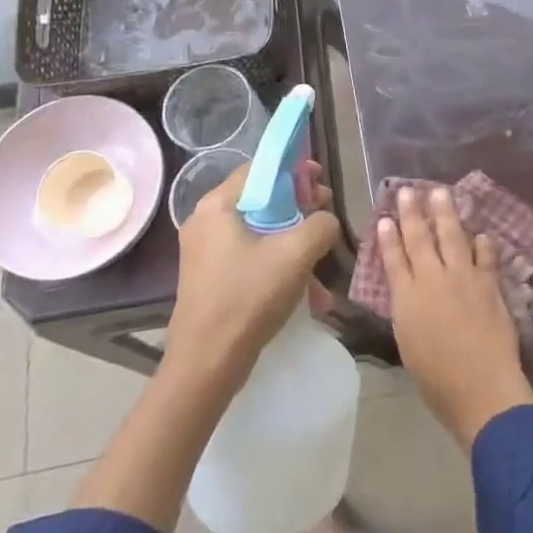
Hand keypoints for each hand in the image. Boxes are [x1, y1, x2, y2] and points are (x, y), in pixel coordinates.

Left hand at [168, 160, 340, 389]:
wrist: (207, 364)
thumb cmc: (248, 297)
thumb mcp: (296, 254)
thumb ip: (320, 224)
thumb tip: (325, 221)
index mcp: (217, 205)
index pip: (260, 169)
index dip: (295, 171)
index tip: (321, 184)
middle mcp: (206, 221)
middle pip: (262, 200)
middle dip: (299, 210)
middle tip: (326, 220)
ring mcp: (206, 251)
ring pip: (260, 232)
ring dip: (294, 244)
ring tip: (322, 265)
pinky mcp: (211, 277)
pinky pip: (252, 257)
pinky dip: (278, 266)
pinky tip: (306, 294)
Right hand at [378, 186, 532, 448]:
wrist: (481, 388)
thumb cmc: (437, 379)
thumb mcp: (408, 343)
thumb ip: (408, 311)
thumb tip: (409, 292)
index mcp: (407, 298)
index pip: (394, 259)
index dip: (389, 237)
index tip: (385, 218)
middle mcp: (433, 280)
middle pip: (420, 239)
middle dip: (413, 213)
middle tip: (408, 190)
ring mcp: (464, 278)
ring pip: (452, 236)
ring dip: (446, 213)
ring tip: (440, 192)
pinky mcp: (489, 284)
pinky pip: (485, 256)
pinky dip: (483, 244)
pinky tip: (481, 234)